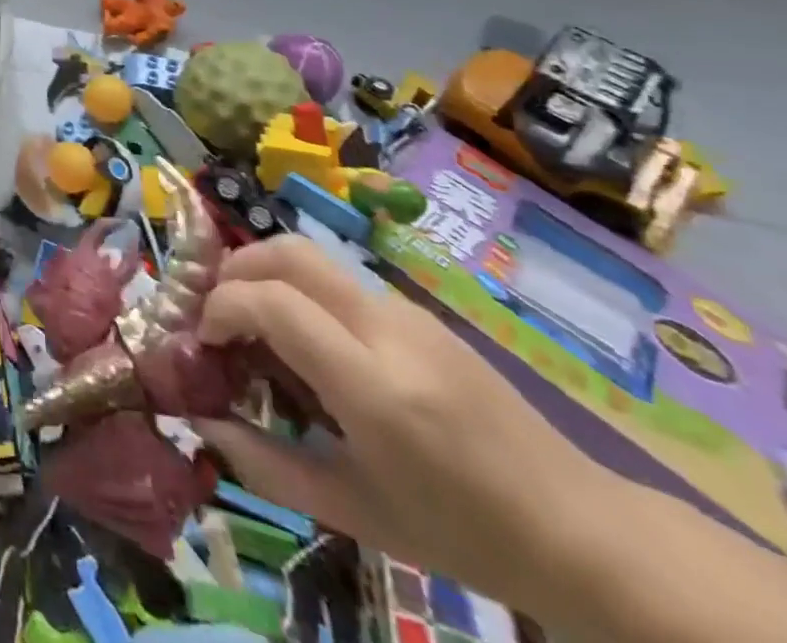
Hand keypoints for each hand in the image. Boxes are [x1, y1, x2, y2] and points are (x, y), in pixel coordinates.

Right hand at [192, 237, 598, 605]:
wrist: (584, 533)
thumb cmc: (462, 534)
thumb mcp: (354, 513)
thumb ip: (266, 464)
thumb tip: (202, 422)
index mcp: (373, 387)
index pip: (273, 302)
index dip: (222, 306)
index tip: (206, 338)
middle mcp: (389, 331)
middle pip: (289, 252)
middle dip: (235, 267)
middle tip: (216, 308)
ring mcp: (409, 314)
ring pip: (313, 257)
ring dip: (266, 273)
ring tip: (252, 321)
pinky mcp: (420, 313)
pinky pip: (341, 281)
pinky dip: (300, 289)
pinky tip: (305, 340)